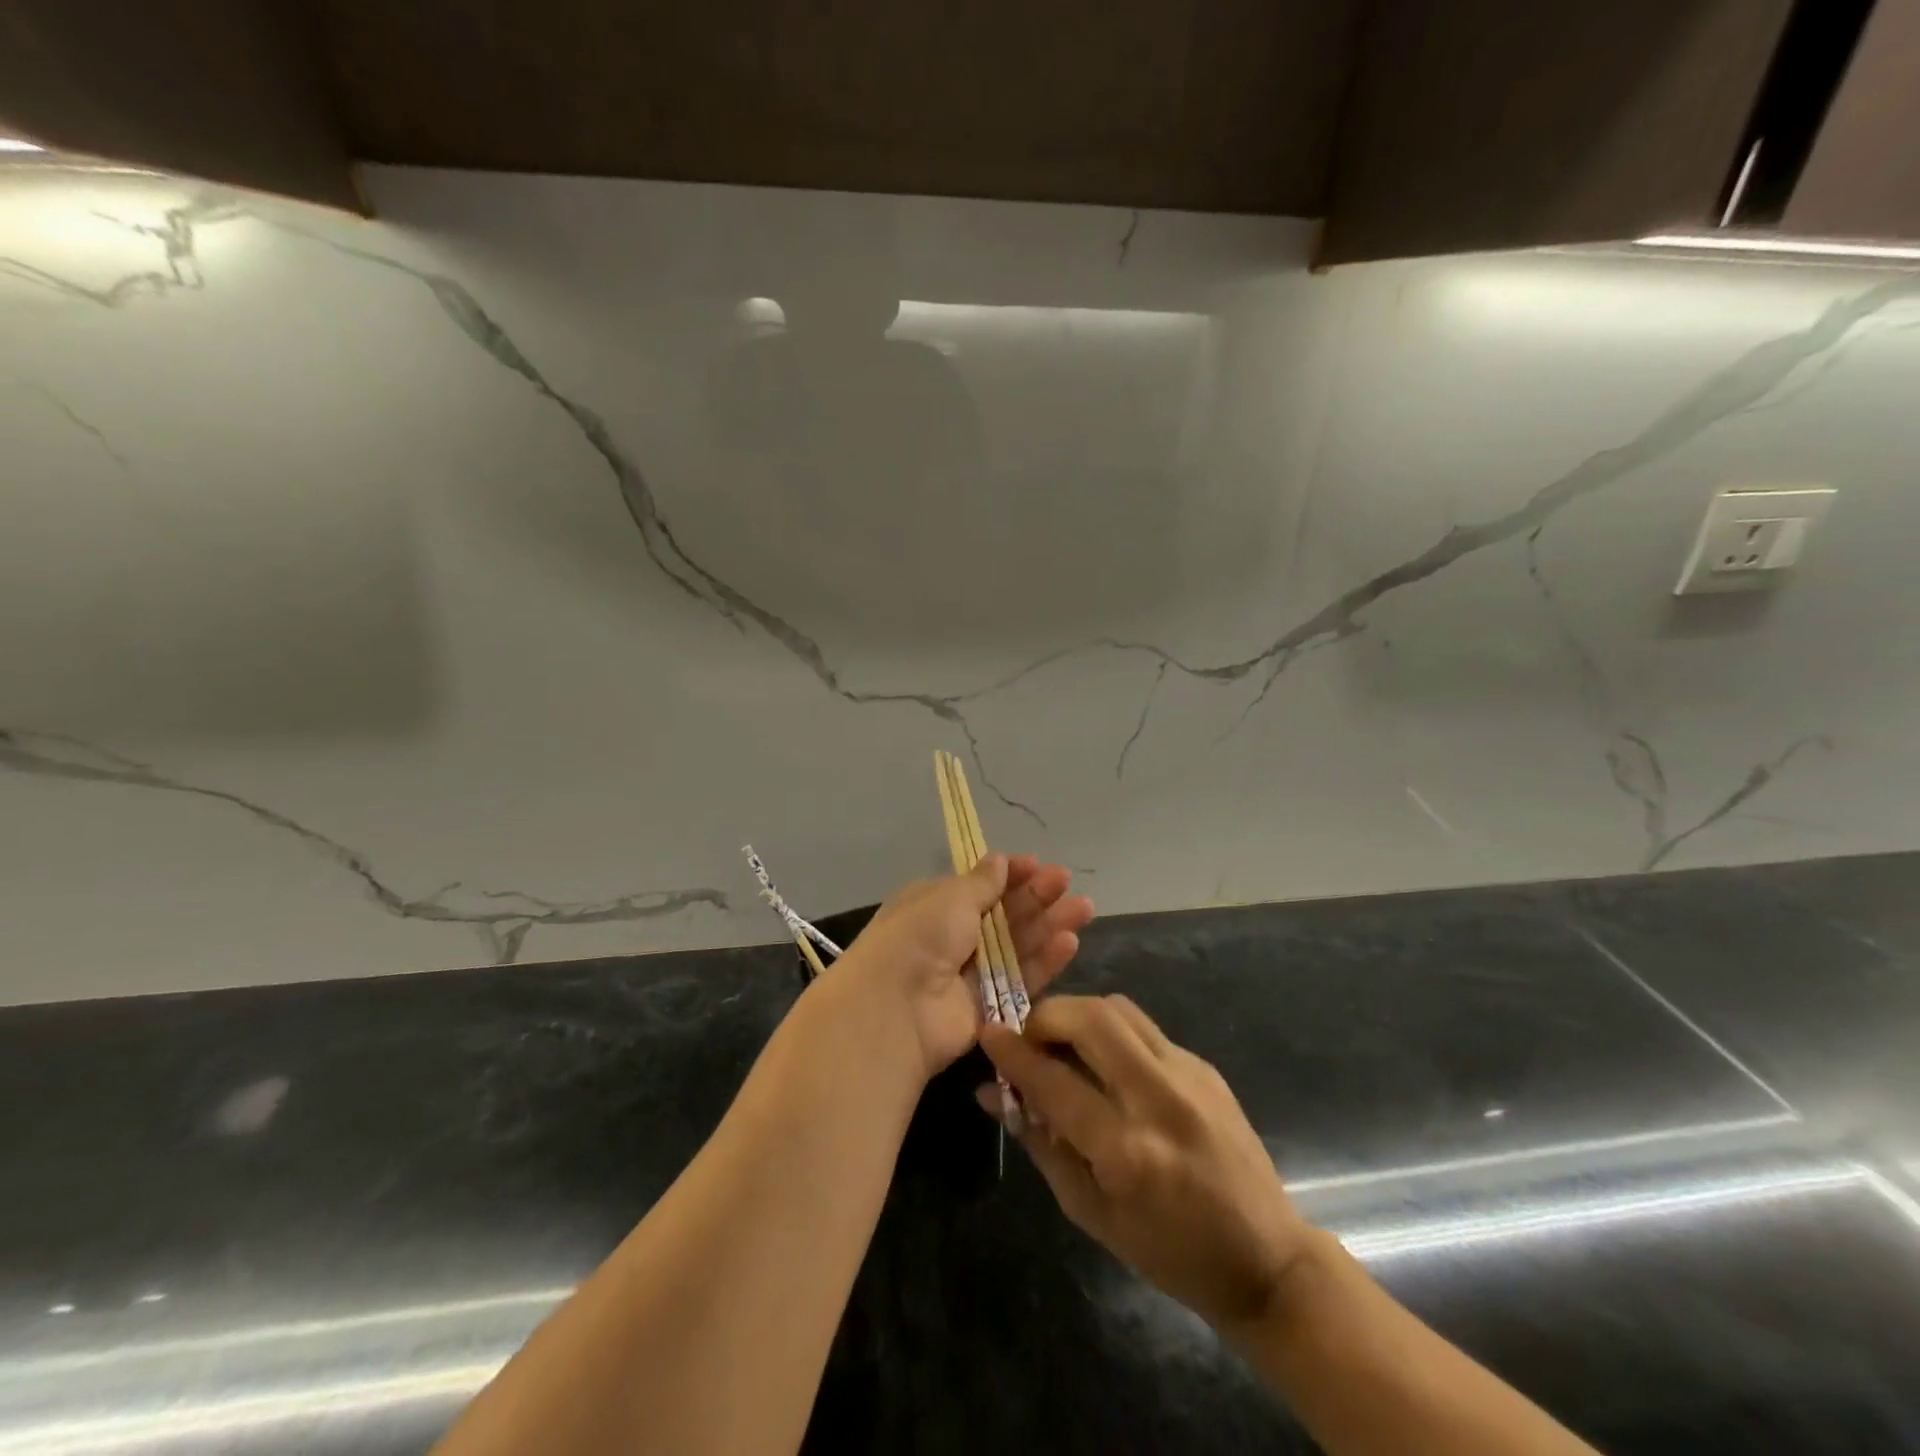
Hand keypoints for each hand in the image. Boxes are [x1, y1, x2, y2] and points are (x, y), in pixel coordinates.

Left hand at [833, 855, 1094, 1079]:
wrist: (895, 1008)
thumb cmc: (919, 937)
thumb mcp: (950, 898)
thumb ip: (982, 883)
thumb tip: (1000, 859)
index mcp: (935, 905)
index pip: (979, 886)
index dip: (1009, 875)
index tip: (1037, 864)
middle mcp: (953, 937)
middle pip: (1003, 914)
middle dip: (1035, 897)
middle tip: (1066, 882)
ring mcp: (971, 974)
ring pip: (1017, 946)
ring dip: (1048, 925)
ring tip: (1083, 908)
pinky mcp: (989, 1007)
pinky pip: (1020, 981)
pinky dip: (1044, 962)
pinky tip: (1070, 942)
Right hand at [979, 995, 1315, 1333]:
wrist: (1265, 1258)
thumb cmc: (1168, 1251)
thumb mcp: (1090, 1212)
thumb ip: (1039, 1144)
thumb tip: (992, 1095)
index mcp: (1125, 1149)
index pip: (1053, 1080)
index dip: (1012, 1052)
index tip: (987, 1031)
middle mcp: (1157, 1098)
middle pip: (1090, 1019)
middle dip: (1047, 1015)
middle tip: (1029, 1035)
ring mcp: (1187, 1074)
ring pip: (1118, 1009)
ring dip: (1079, 1014)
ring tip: (1063, 1042)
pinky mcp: (1204, 1065)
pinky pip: (1144, 1028)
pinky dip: (1111, 1032)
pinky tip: (1106, 1063)